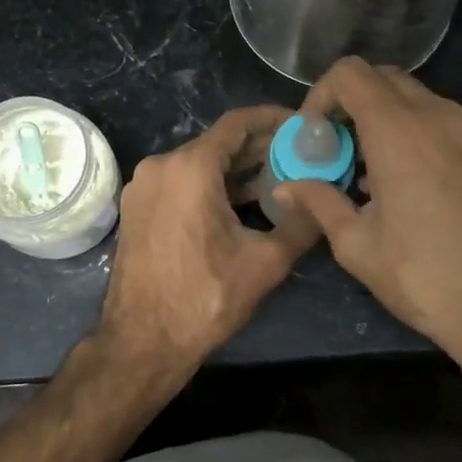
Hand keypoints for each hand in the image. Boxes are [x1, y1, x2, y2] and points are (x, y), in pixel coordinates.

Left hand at [95, 105, 321, 377]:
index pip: (237, 124)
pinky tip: (239, 203)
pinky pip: (179, 183)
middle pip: (217, 143)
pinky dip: (209, 186)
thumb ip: (301, 223)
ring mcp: (142, 187)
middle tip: (297, 156)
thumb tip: (325, 200)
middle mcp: (160, 166)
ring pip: (197, 164)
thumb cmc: (204, 299)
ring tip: (276, 180)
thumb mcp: (264, 262)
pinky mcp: (136, 208)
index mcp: (189, 167)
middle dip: (258, 148)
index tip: (301, 124)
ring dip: (234, 170)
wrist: (142, 342)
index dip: (272, 119)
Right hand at [275, 58, 461, 365]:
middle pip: (386, 79)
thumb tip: (285, 188)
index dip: (322, 94)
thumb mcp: (359, 247)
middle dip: (354, 104)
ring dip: (390, 120)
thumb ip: (320, 203)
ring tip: (378, 173)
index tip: (315, 133)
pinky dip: (424, 136)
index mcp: (399, 132)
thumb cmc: (427, 278)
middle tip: (341, 148)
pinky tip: (421, 184)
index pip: (351, 74)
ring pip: (422, 101)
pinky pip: (451, 124)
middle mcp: (441, 116)